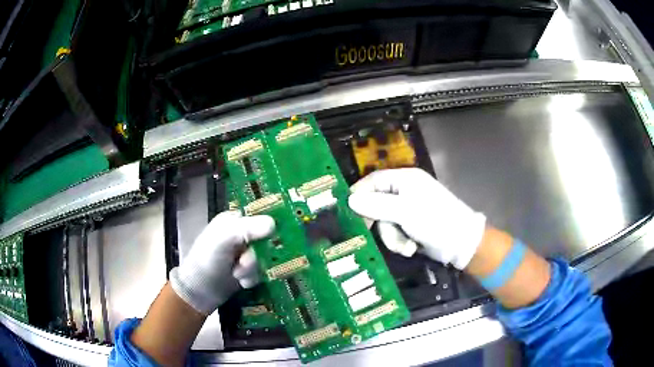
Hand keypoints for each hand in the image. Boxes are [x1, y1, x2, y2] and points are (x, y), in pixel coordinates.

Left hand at [169, 211, 273, 313]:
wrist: (199, 291)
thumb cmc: (207, 260)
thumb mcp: (224, 240)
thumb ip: (247, 229)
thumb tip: (273, 223)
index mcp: (233, 221)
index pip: (259, 216)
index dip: (267, 228)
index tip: (271, 240)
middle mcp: (240, 234)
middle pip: (265, 240)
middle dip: (255, 256)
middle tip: (243, 263)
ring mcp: (244, 253)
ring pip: (264, 258)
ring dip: (252, 269)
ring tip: (237, 275)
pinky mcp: (247, 270)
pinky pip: (261, 271)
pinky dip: (252, 278)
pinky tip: (242, 282)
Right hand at [348, 168, 485, 269]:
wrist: (461, 244)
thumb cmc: (436, 221)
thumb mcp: (406, 212)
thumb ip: (377, 205)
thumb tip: (350, 199)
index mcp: (405, 180)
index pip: (373, 181)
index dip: (358, 194)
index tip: (346, 210)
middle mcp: (404, 192)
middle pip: (376, 204)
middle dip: (380, 223)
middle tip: (373, 233)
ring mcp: (408, 210)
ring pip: (384, 223)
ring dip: (392, 237)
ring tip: (407, 246)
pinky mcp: (410, 226)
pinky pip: (394, 233)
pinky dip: (400, 242)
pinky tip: (411, 248)